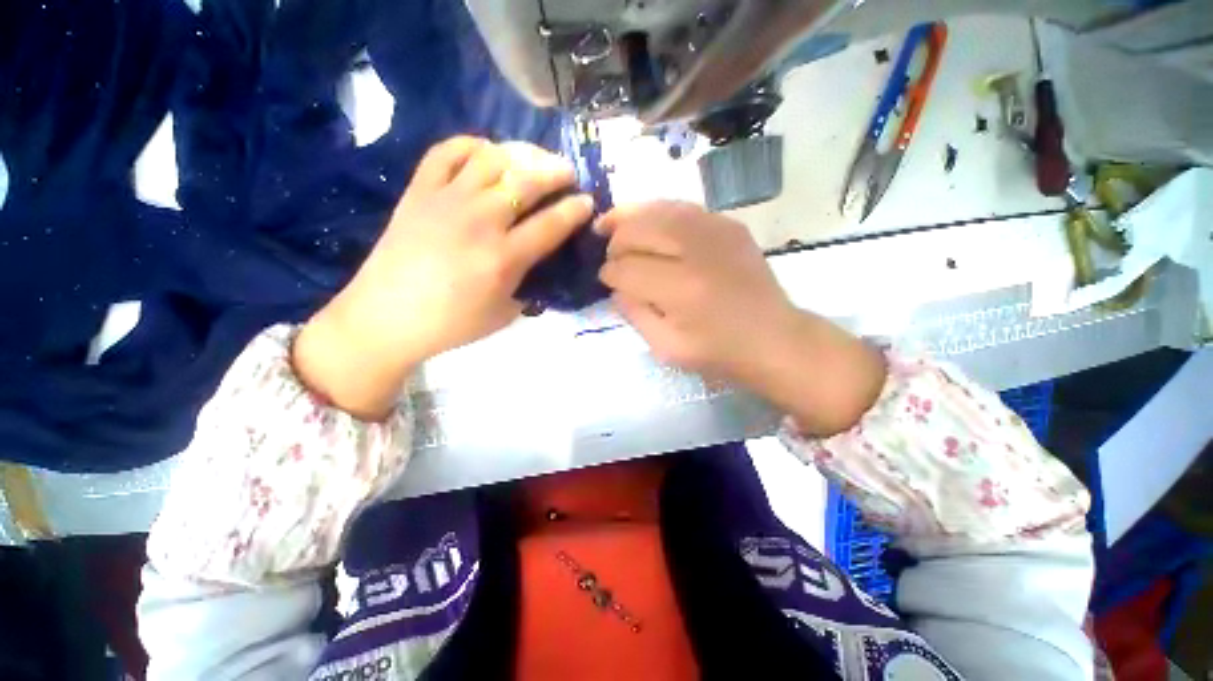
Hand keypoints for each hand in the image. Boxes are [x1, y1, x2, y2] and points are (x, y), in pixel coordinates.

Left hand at [294, 136, 593, 418]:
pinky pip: (446, 152)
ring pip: (492, 158)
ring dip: (521, 153)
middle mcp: (480, 221)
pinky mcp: (418, 191)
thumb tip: (539, 261)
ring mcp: (447, 200)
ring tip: (533, 159)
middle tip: (568, 172)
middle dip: (556, 172)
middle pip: (527, 181)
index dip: (576, 210)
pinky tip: (485, 152)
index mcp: (504, 258)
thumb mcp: (505, 314)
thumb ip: (528, 284)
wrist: (385, 317)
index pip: (552, 224)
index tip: (588, 201)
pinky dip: (470, 145)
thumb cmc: (451, 324)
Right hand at [597, 202, 885, 435]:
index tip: (605, 279)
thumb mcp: (666, 347)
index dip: (609, 274)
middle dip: (615, 242)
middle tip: (608, 254)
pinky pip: (682, 207)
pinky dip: (657, 212)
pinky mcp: (729, 224)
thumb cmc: (719, 352)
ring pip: (657, 210)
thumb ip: (635, 314)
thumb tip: (616, 286)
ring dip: (629, 217)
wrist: (774, 338)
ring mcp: (717, 231)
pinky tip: (647, 223)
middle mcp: (696, 252)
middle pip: (638, 230)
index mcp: (681, 290)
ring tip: (611, 224)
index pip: (627, 270)